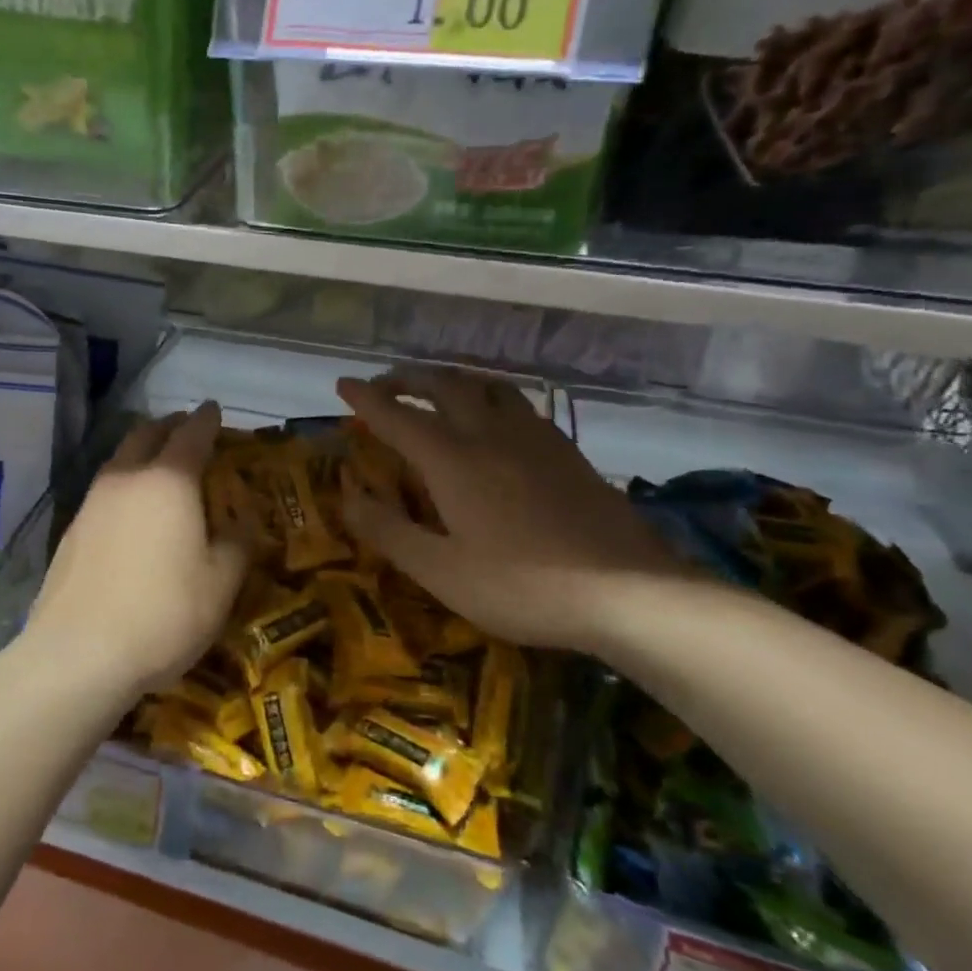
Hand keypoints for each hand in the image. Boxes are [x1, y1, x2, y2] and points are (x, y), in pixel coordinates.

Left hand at [23, 402, 246, 696]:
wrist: (78, 653)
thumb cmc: (163, 614)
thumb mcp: (220, 584)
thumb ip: (237, 544)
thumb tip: (244, 522)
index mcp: (169, 481)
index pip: (192, 433)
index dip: (207, 419)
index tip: (214, 409)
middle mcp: (127, 478)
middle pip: (147, 433)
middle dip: (170, 425)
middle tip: (188, 430)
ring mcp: (92, 501)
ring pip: (120, 458)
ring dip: (143, 451)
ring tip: (160, 466)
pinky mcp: (72, 528)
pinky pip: (105, 488)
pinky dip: (124, 483)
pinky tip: (131, 510)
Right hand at [336, 370, 688, 652]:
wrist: (628, 592)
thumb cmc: (522, 586)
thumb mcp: (441, 571)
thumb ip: (389, 531)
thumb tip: (347, 497)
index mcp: (452, 459)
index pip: (397, 416)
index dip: (366, 399)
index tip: (343, 384)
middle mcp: (490, 434)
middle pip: (443, 385)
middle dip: (407, 378)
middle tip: (384, 384)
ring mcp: (534, 438)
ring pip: (486, 385)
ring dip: (451, 378)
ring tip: (436, 388)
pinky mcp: (566, 451)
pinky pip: (517, 403)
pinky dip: (489, 395)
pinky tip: (496, 417)